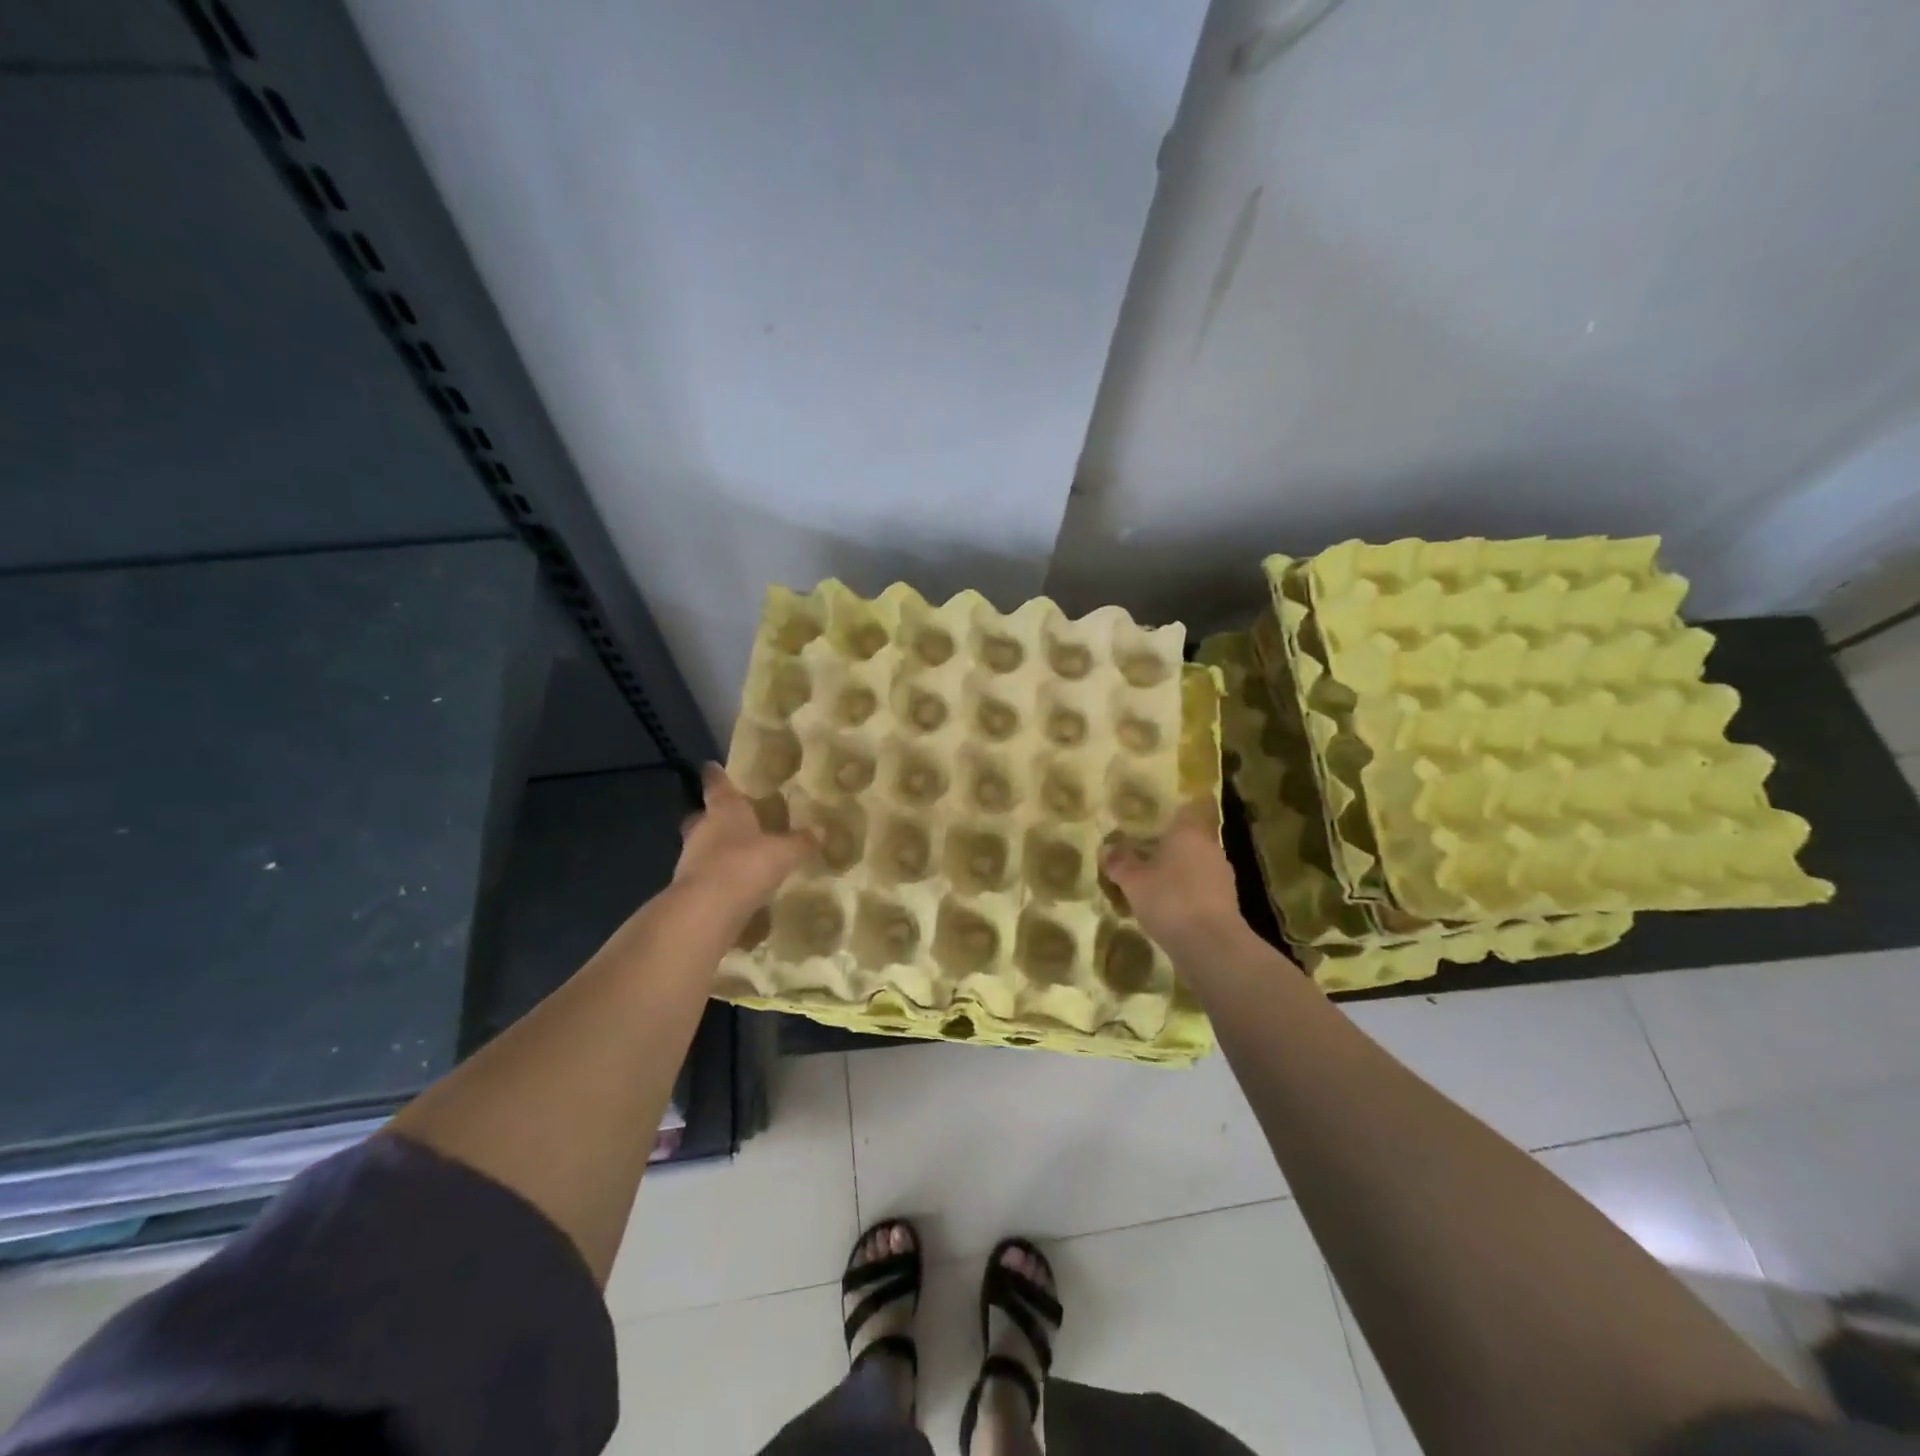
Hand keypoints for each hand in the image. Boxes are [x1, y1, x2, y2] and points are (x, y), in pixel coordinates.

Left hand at [672, 765, 814, 925]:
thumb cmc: (745, 864)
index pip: (718, 786)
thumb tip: (822, 830)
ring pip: (701, 847)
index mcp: (724, 810)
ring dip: (714, 849)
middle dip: (711, 816)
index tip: (711, 766)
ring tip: (737, 854)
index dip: (716, 776)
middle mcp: (703, 830)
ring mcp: (690, 860)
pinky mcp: (689, 889)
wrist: (707, 910)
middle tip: (726, 816)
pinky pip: (705, 876)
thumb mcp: (784, 852)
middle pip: (702, 817)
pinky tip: (735, 885)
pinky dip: (717, 878)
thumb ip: (801, 842)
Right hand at [1101, 803, 1246, 955]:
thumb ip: (1119, 861)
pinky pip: (1200, 888)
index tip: (1159, 809)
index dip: (1176, 806)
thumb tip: (1106, 847)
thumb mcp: (1133, 881)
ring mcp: (1222, 876)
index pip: (1190, 807)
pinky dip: (1186, 892)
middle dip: (1169, 843)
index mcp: (1190, 833)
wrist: (1212, 947)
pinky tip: (1167, 906)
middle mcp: (1211, 848)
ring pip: (1195, 864)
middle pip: (1190, 837)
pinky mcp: (1226, 903)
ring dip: (1177, 870)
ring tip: (1151, 880)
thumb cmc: (1171, 900)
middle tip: (1143, 847)